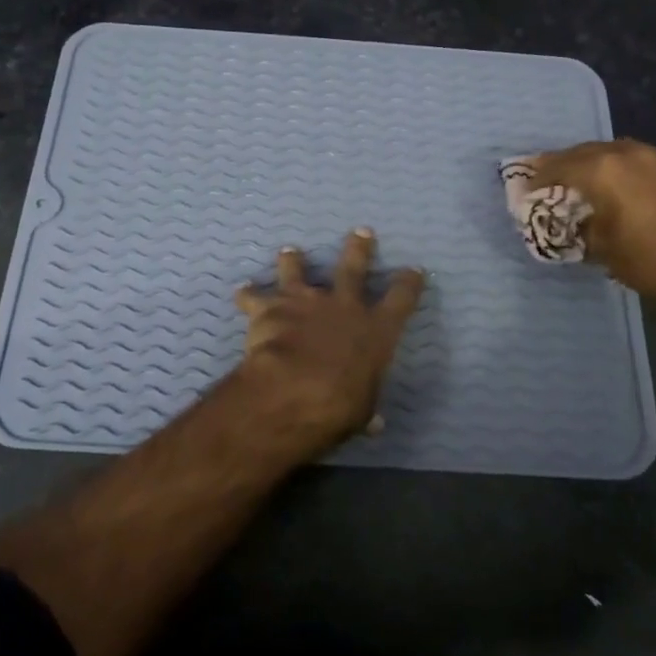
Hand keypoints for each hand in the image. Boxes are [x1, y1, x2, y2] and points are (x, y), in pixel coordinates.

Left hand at [231, 229, 425, 459]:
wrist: (295, 388)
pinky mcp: (271, 306)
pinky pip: (255, 297)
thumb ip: (366, 409)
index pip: (401, 298)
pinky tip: (241, 292)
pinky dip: (248, 295)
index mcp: (376, 329)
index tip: (414, 270)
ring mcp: (306, 301)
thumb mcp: (362, 410)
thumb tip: (373, 424)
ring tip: (290, 251)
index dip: (409, 282)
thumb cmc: (341, 404)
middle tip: (360, 231)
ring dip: (294, 261)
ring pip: (299, 271)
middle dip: (358, 248)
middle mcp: (344, 305)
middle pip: (353, 267)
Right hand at [530, 140, 655, 326]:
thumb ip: (579, 224)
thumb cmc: (649, 262)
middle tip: (551, 176)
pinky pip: (647, 161)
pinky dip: (630, 169)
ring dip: (599, 162)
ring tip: (589, 177)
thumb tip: (571, 218)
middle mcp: (631, 154)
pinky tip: (630, 186)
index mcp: (604, 171)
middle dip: (566, 163)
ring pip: (619, 151)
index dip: (540, 176)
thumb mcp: (600, 248)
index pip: (560, 166)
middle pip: (587, 151)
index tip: (527, 186)